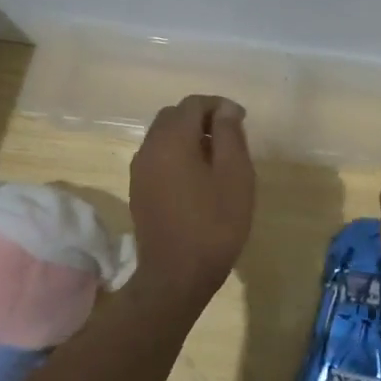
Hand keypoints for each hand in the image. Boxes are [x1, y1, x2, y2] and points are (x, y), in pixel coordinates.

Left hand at [128, 95, 255, 306]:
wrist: (177, 276)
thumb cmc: (214, 224)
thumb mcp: (235, 175)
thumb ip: (229, 134)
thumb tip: (225, 109)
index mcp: (171, 140)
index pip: (193, 104)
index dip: (219, 106)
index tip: (241, 120)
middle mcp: (149, 148)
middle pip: (174, 116)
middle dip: (202, 118)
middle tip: (230, 136)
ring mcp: (139, 171)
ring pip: (163, 136)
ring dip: (189, 136)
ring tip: (217, 157)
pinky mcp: (139, 190)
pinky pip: (158, 157)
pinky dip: (178, 154)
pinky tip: (198, 177)